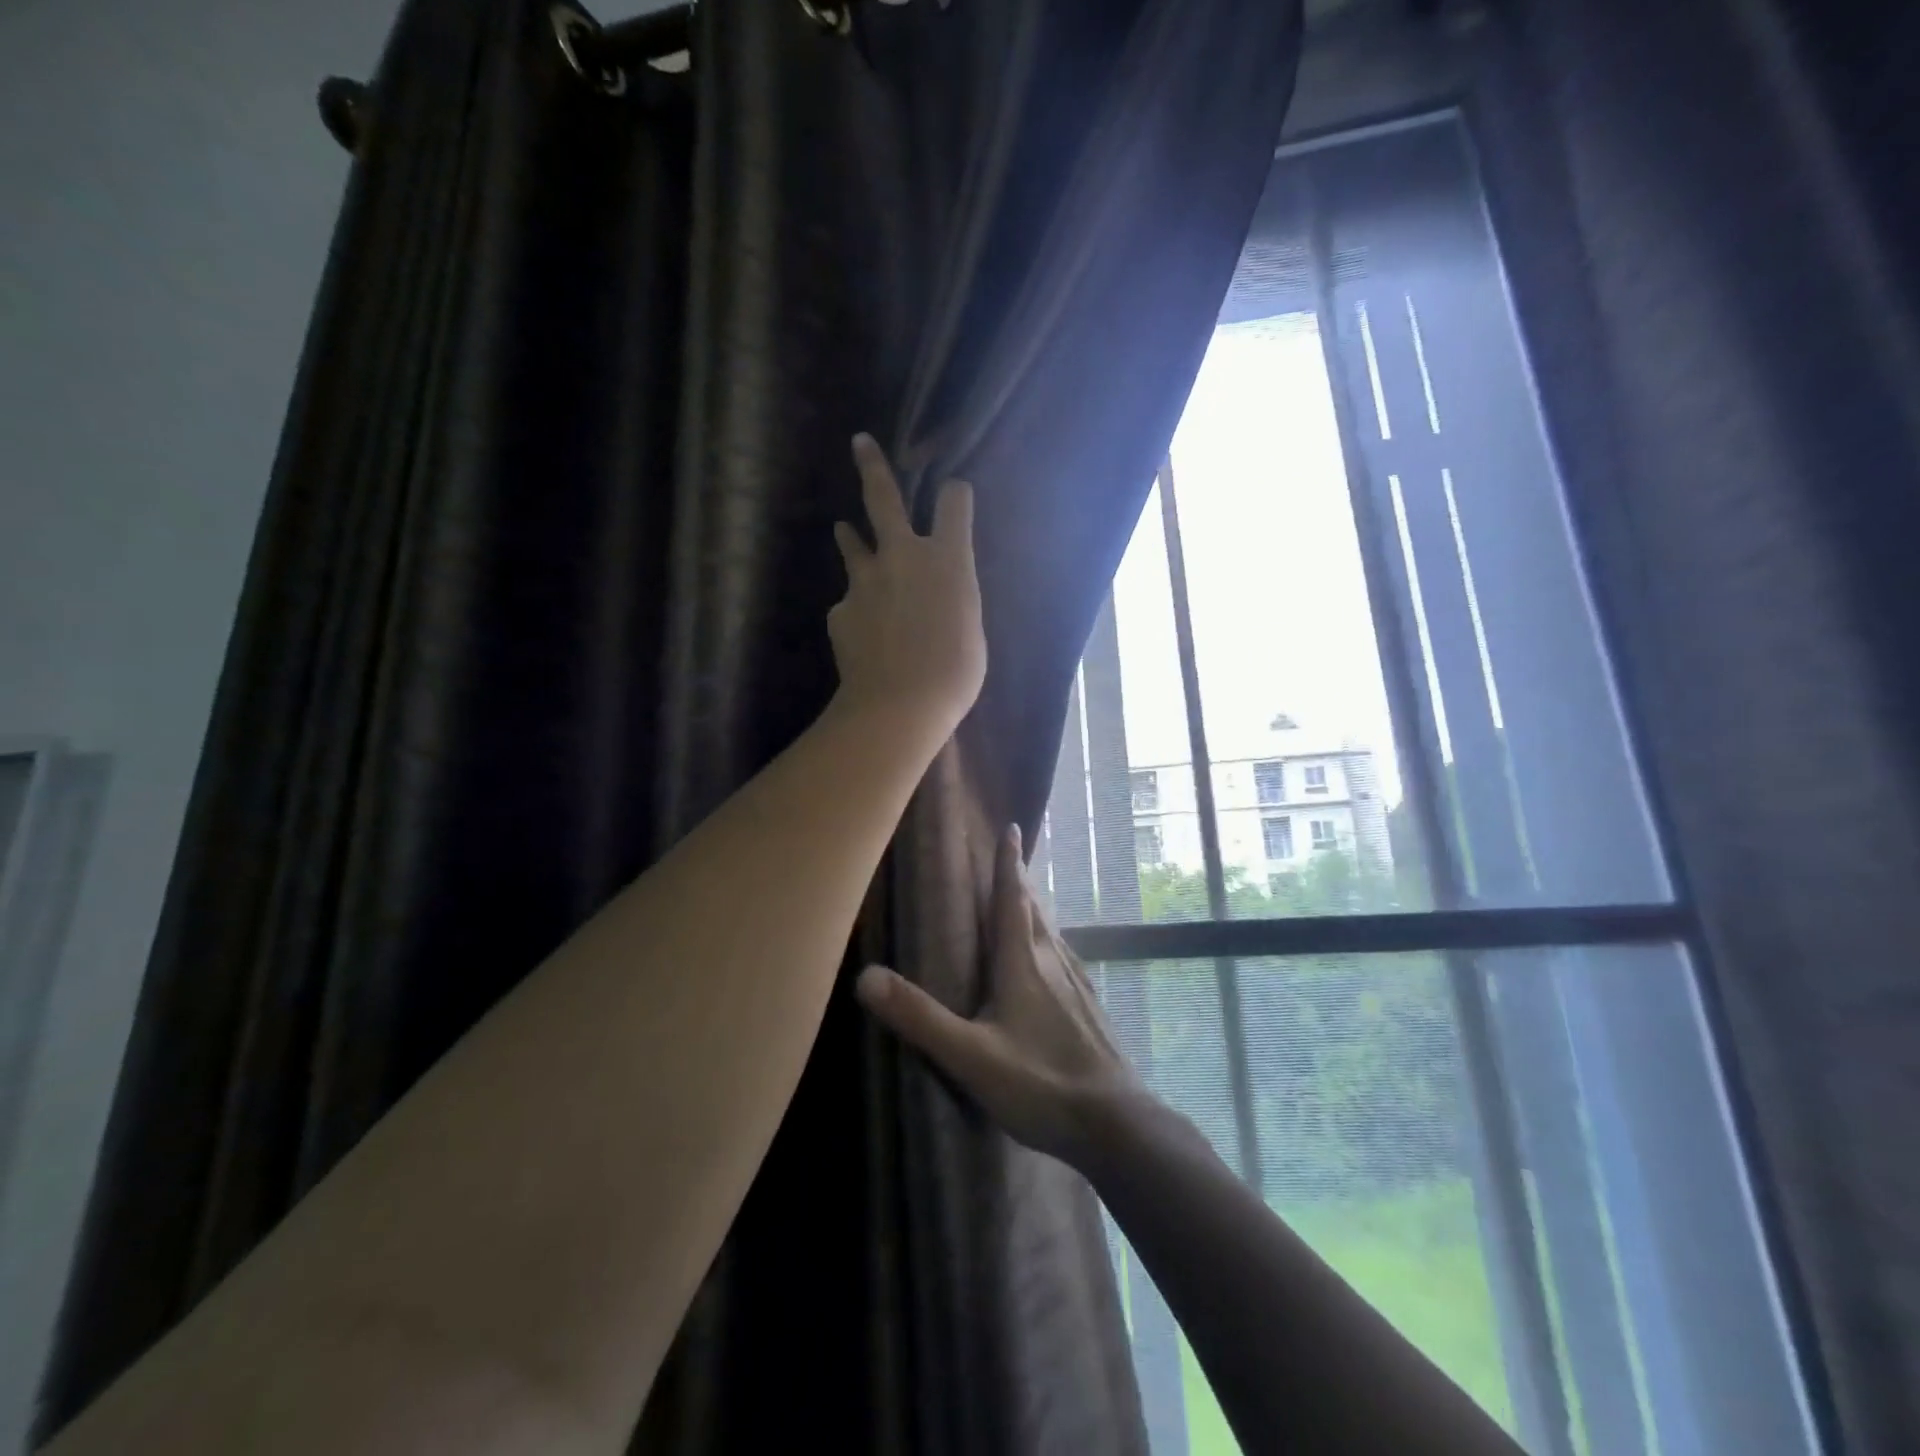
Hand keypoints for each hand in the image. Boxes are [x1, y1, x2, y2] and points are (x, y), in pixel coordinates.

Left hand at [829, 434, 985, 738]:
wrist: (899, 704)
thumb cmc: (954, 672)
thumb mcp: (970, 627)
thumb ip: (952, 596)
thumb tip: (938, 591)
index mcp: (946, 558)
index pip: (954, 502)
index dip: (956, 494)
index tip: (955, 494)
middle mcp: (902, 555)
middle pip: (882, 497)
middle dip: (873, 466)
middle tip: (860, 442)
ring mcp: (865, 580)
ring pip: (853, 544)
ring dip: (851, 536)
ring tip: (844, 529)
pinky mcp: (840, 609)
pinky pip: (850, 604)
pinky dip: (857, 612)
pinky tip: (864, 637)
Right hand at [856, 825, 1147, 1166]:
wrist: (1115, 1122)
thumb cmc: (1039, 1083)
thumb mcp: (969, 1055)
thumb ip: (919, 1018)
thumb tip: (865, 977)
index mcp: (1022, 963)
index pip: (1013, 899)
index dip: (1009, 862)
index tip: (1011, 827)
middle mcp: (1052, 962)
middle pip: (1033, 909)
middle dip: (1019, 880)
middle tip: (1009, 856)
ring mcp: (1076, 984)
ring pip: (1050, 932)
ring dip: (1034, 909)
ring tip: (1023, 900)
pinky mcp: (1089, 1006)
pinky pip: (1063, 957)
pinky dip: (1047, 941)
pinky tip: (1048, 960)